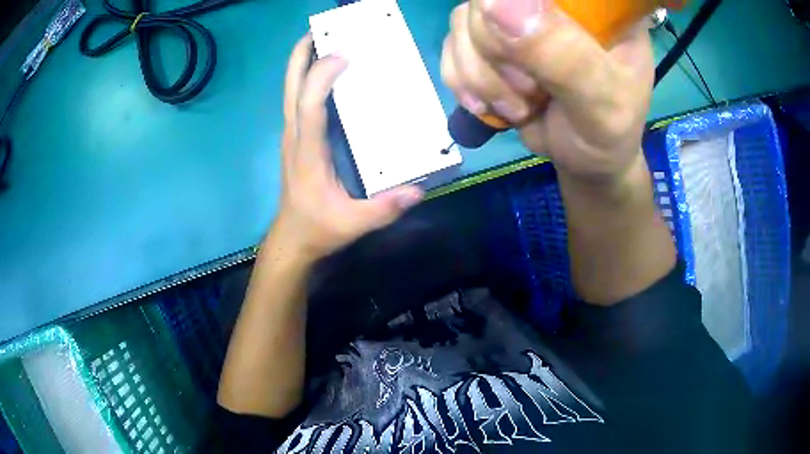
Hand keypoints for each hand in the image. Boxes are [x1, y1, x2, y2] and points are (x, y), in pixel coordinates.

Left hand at [270, 35, 422, 262]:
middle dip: (301, 55)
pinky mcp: (296, 138)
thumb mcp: (354, 224)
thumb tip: (418, 190)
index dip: (321, 78)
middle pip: (291, 88)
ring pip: (290, 91)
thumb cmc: (319, 228)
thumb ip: (384, 209)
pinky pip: (298, 100)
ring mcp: (293, 136)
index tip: (344, 56)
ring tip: (322, 40)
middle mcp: (295, 137)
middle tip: (320, 30)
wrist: (293, 238)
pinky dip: (306, 78)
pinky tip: (324, 71)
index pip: (308, 107)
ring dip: (302, 62)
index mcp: (308, 153)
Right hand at [441, 0, 653, 181]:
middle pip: (490, 0)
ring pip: (464, 21)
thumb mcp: (599, 101)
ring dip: (479, 74)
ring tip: (518, 107)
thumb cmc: (606, 133)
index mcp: (595, 4)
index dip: (517, 9)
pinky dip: (463, 81)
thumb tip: (493, 1)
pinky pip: (452, 44)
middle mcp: (553, 1)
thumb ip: (562, 55)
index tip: (525, 55)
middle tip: (530, 93)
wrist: (584, 158)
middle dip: (497, 54)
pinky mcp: (491, 38)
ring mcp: (518, 16)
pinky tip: (490, 104)